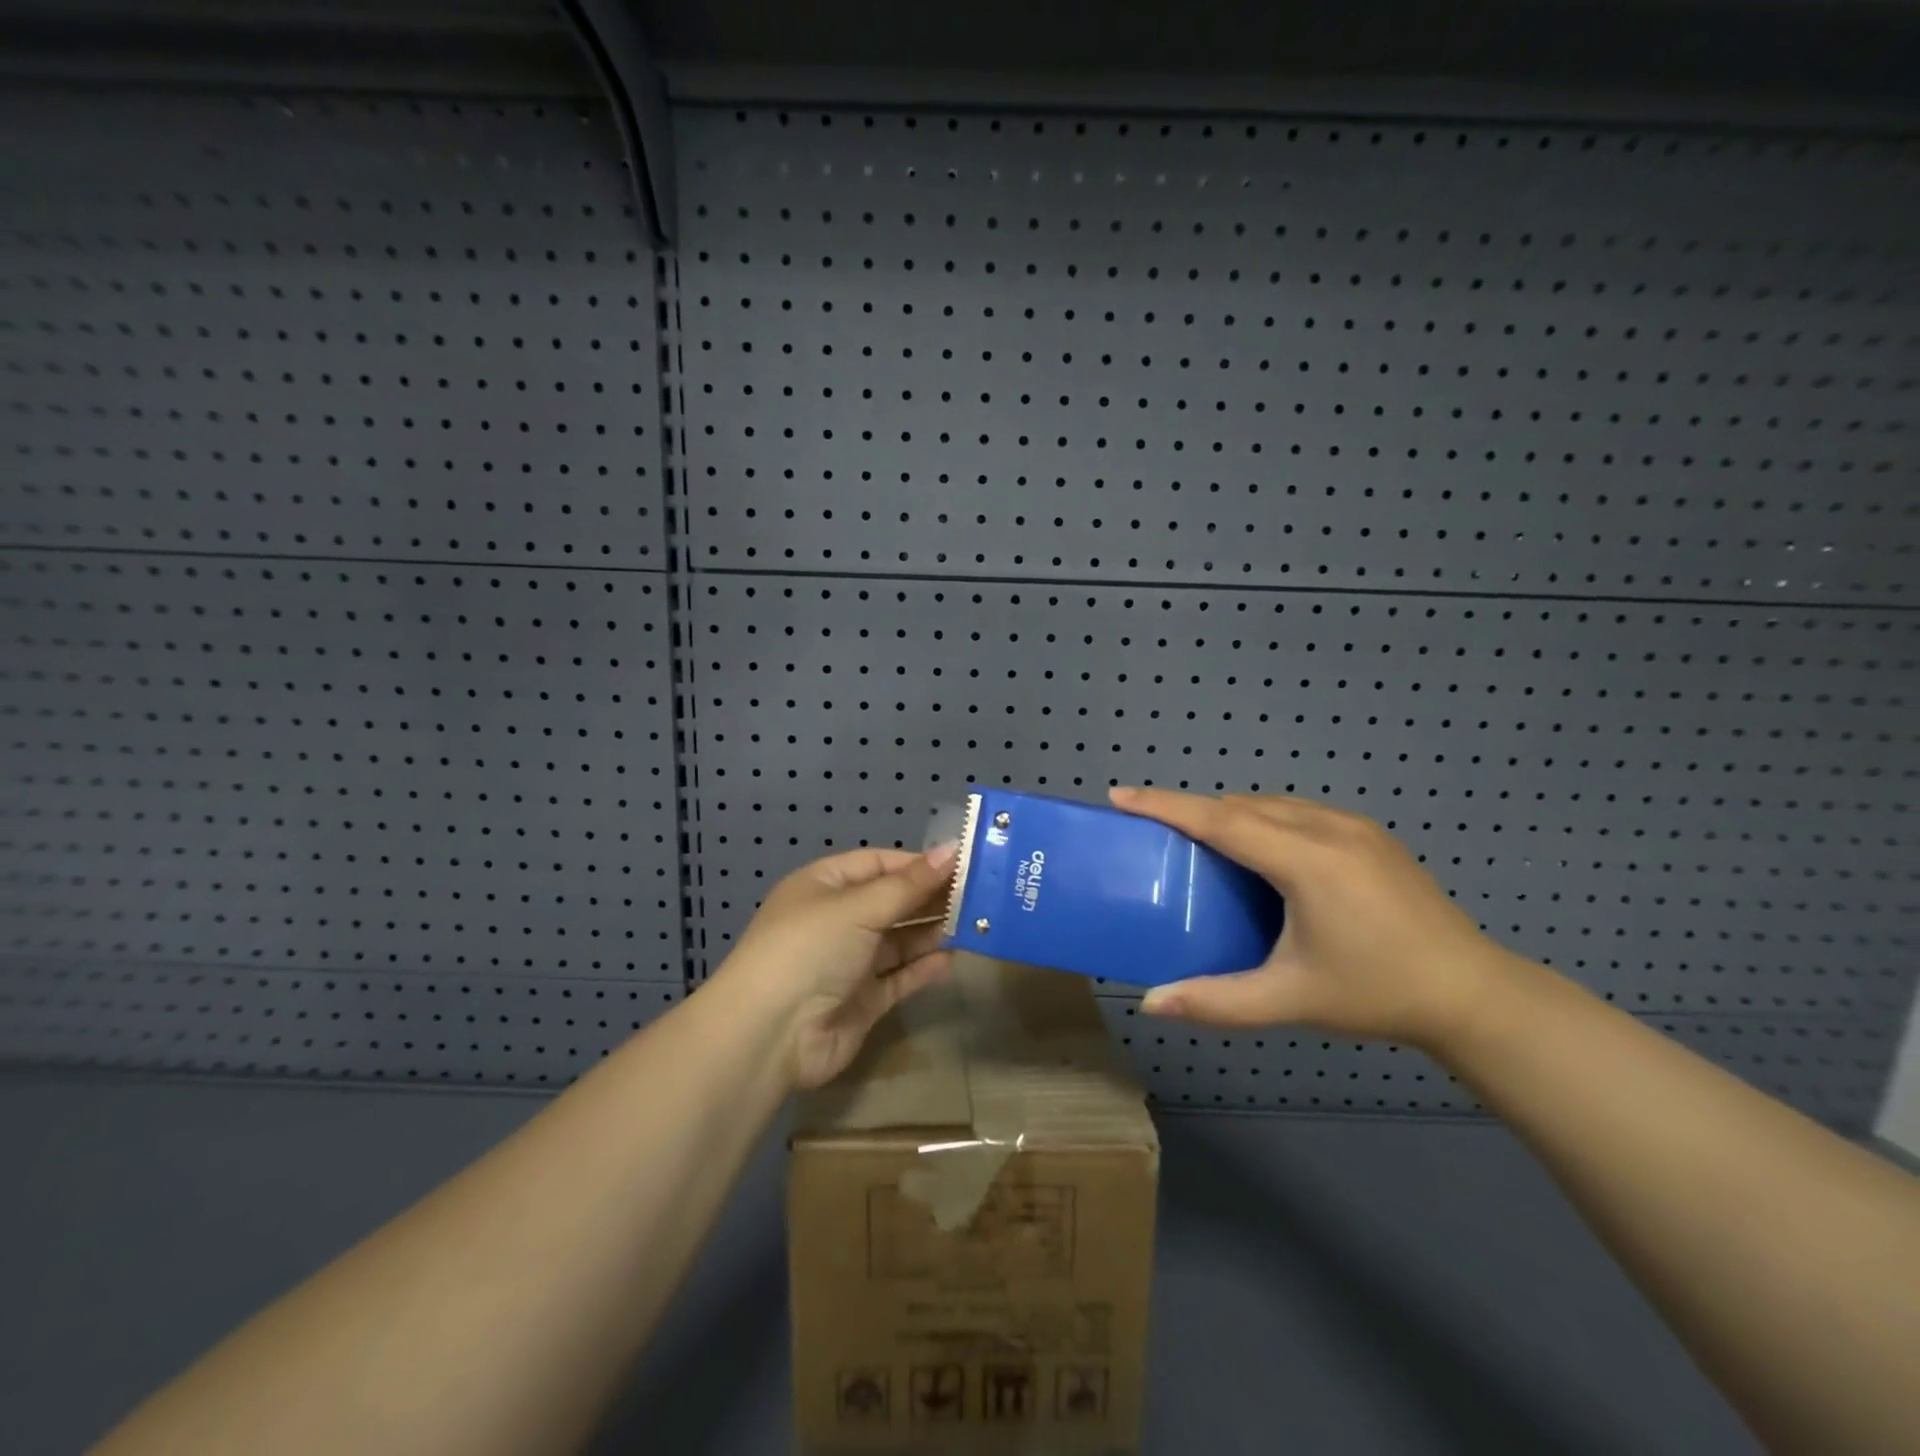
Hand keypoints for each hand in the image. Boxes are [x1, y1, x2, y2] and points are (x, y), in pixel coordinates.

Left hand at [716, 844, 956, 1088]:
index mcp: (824, 885)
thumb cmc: (810, 949)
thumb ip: (909, 884)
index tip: (962, 864)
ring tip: (975, 923)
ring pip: (899, 940)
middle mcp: (836, 920)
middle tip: (980, 894)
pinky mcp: (862, 1000)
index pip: (878, 863)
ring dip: (932, 932)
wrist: (770, 1035)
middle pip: (891, 901)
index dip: (918, 863)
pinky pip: (899, 977)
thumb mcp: (859, 907)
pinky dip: (923, 967)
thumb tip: (953, 848)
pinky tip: (952, 959)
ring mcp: (849, 962)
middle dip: (930, 897)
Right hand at [1109, 787, 1521, 1047]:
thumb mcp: (1291, 999)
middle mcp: (1328, 829)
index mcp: (1308, 861)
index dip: (1166, 806)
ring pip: (1271, 805)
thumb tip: (1151, 1003)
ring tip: (1202, 846)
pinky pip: (1297, 813)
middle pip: (1242, 806)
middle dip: (1193, 812)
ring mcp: (1354, 827)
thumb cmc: (1376, 994)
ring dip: (1230, 816)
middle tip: (1155, 833)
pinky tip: (1261, 856)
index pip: (1222, 820)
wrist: (1473, 994)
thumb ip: (1217, 1000)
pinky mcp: (1370, 835)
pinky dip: (1262, 821)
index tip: (1120, 795)